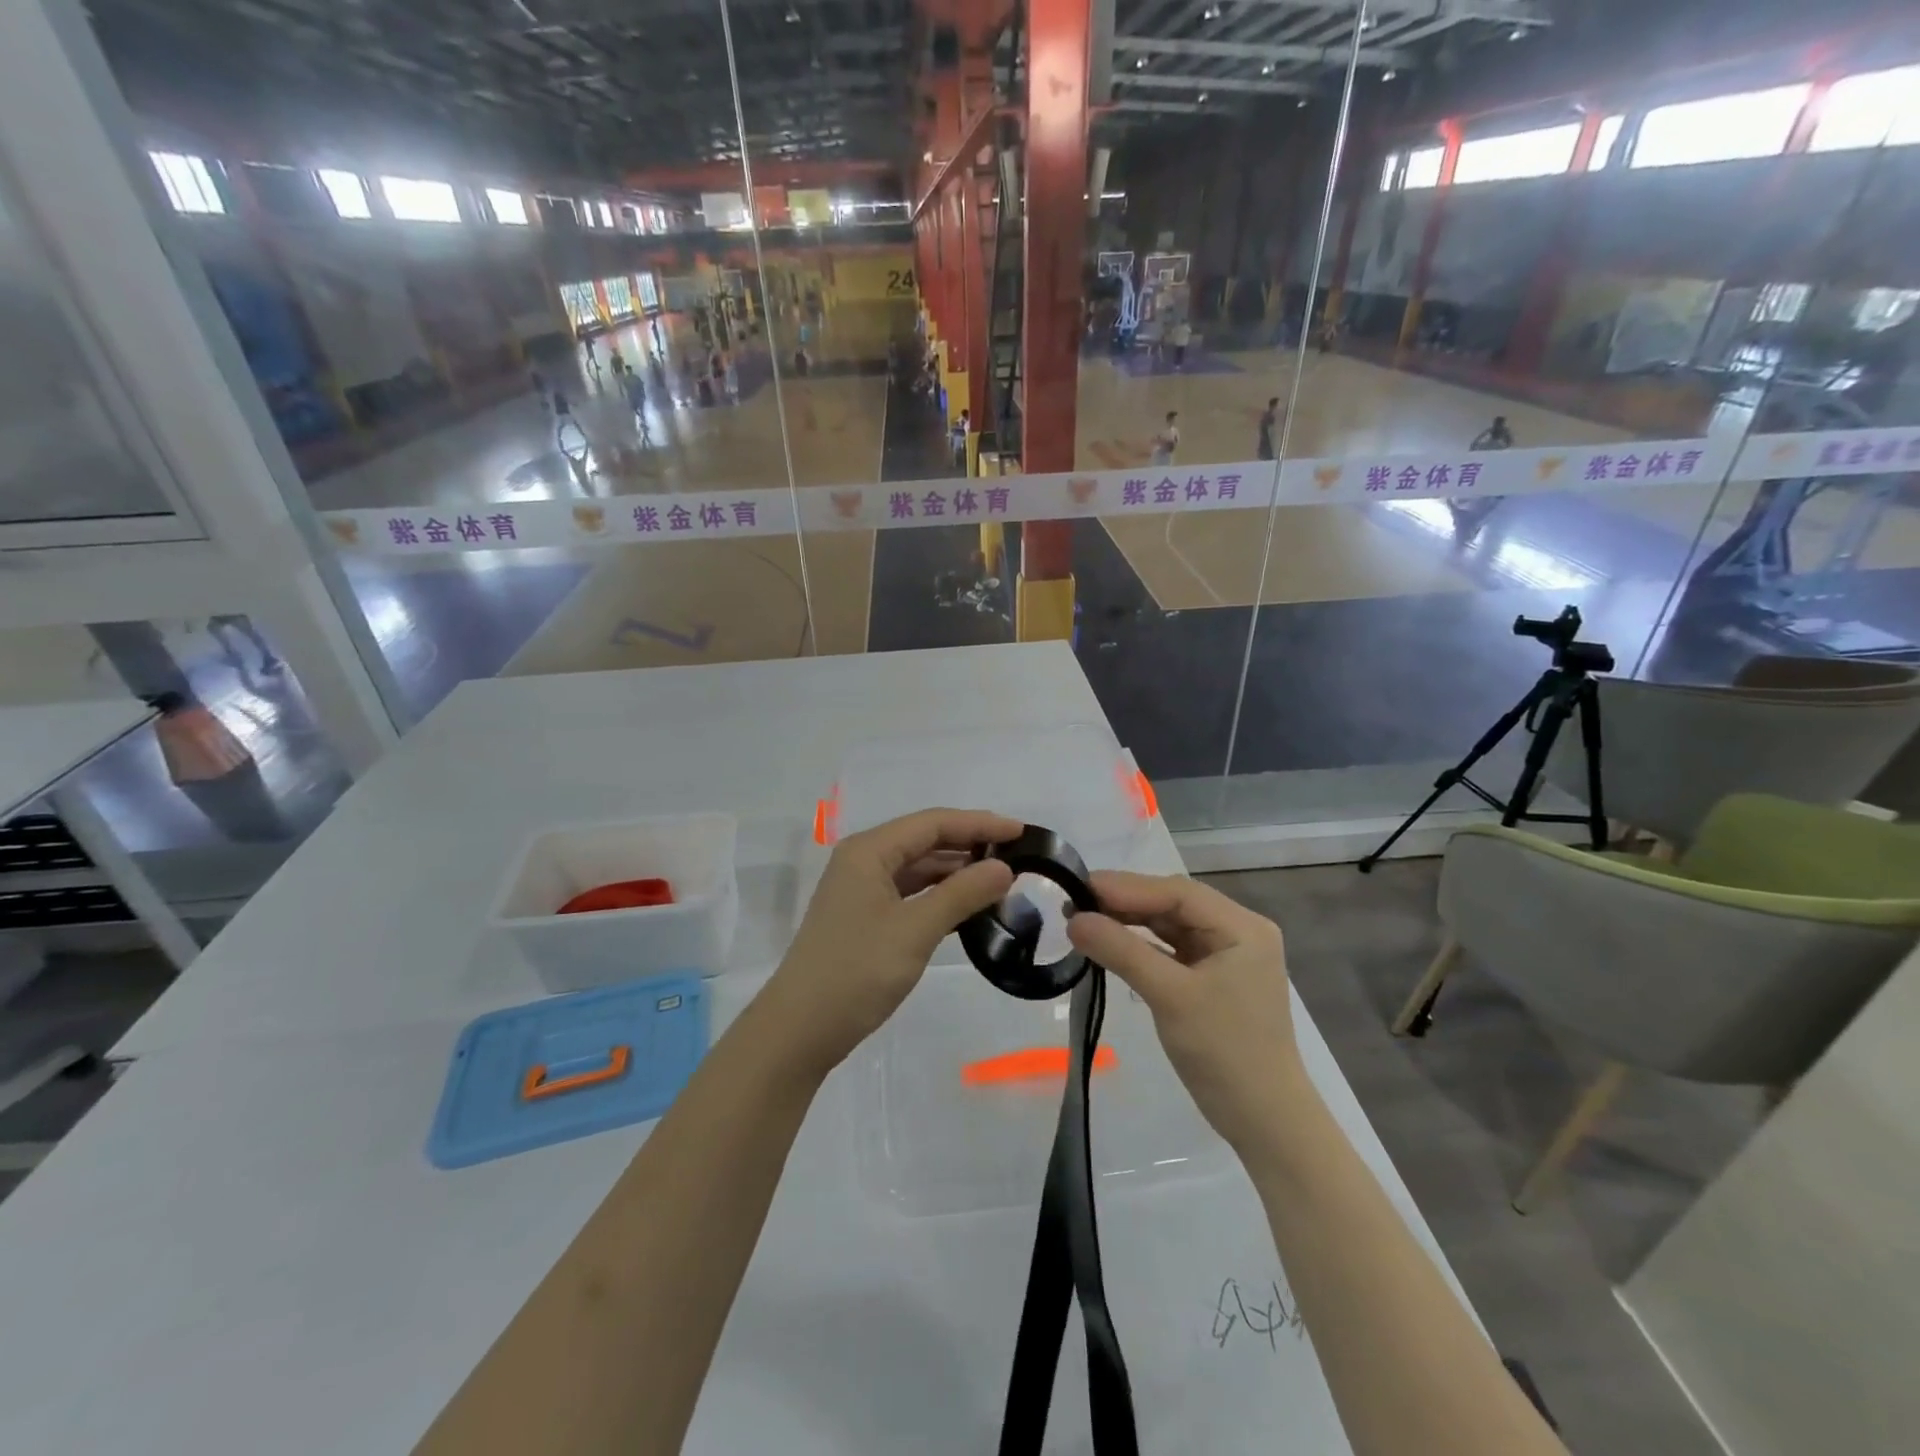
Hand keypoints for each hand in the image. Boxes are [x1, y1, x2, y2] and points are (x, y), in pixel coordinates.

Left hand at [764, 809, 1018, 1074]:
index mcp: (869, 851)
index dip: (979, 824)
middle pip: (924, 841)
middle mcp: (863, 861)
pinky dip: (941, 897)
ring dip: (957, 873)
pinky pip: (911, 894)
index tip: (1022, 831)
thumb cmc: (856, 972)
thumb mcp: (915, 930)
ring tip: (1001, 881)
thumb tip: (1004, 867)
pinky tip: (970, 907)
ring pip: (918, 869)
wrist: (800, 1031)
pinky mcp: (866, 918)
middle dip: (970, 845)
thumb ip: (961, 894)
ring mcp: (862, 891)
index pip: (932, 823)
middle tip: (1018, 856)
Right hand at [1067, 871, 1307, 1151]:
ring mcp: (1225, 955)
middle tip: (1074, 901)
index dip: (1127, 886)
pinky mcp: (1212, 978)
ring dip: (1129, 921)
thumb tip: (1073, 919)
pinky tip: (1110, 942)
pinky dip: (1140, 945)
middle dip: (1125, 902)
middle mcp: (1237, 932)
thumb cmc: (1225, 1053)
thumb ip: (1122, 952)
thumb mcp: (1170, 996)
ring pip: (1169, 924)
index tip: (1080, 886)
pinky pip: (1170, 948)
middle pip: (1173, 904)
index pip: (1177, 892)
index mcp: (1242, 927)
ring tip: (1083, 918)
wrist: (1264, 1121)